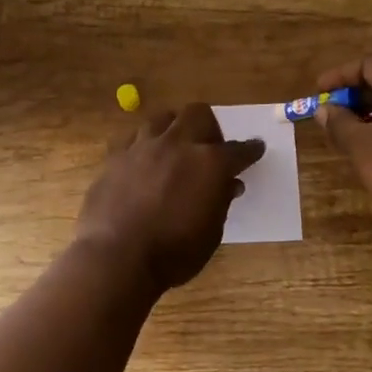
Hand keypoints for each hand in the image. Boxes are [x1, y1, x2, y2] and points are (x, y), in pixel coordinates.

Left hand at [76, 104, 264, 290]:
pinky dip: (144, 145)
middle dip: (209, 126)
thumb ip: (220, 202)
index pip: (238, 150)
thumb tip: (229, 184)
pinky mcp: (116, 156)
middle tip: (208, 148)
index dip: (250, 150)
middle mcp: (178, 144)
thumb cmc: (173, 253)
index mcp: (210, 163)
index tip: (255, 148)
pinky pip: (133, 137)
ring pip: (163, 118)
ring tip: (174, 148)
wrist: (116, 257)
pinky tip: (143, 160)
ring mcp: (144, 146)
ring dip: (174, 129)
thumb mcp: (210, 234)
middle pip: (198, 114)